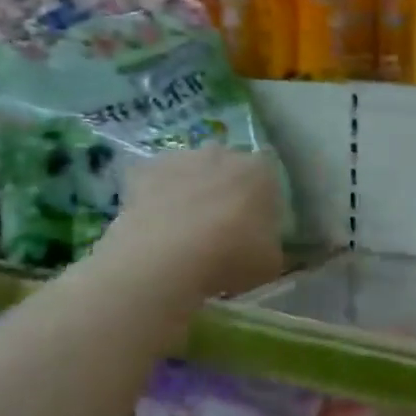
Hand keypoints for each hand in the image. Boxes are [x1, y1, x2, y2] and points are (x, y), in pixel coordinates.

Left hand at [102, 147, 285, 299]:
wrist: (167, 255)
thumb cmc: (231, 256)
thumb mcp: (270, 263)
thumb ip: (270, 246)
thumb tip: (263, 246)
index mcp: (260, 171)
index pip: (267, 177)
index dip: (261, 201)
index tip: (254, 225)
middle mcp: (223, 153)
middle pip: (227, 167)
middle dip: (224, 189)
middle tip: (219, 226)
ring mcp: (181, 157)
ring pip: (190, 171)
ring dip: (189, 190)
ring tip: (183, 228)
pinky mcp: (145, 169)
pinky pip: (155, 181)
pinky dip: (156, 197)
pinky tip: (154, 225)